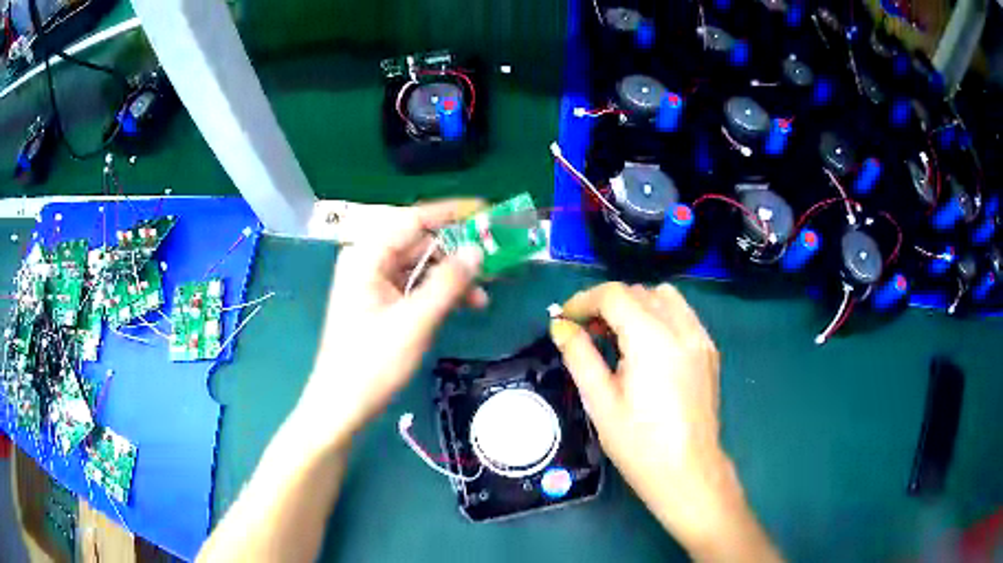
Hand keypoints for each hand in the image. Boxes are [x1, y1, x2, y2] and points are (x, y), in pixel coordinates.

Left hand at [298, 200, 485, 450]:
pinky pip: (412, 286)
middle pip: (418, 243)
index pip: (414, 220)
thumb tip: (477, 250)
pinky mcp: (378, 302)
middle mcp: (367, 261)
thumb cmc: (372, 362)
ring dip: (450, 279)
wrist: (342, 405)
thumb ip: (448, 282)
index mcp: (367, 256)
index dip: (451, 214)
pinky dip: (436, 293)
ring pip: (419, 267)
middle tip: (492, 265)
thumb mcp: (416, 320)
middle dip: (456, 254)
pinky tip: (460, 306)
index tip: (486, 212)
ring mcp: (371, 282)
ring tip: (481, 299)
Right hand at [550, 282, 779, 561]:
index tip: (565, 318)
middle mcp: (681, 328)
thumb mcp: (600, 401)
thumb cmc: (639, 443)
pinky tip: (648, 345)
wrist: (688, 471)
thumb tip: (559, 325)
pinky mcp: (709, 350)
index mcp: (652, 339)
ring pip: (664, 297)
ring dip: (636, 304)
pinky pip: (682, 314)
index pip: (614, 295)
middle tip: (586, 332)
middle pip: (639, 292)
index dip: (584, 300)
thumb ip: (579, 355)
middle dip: (607, 303)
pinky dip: (659, 315)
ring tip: (618, 335)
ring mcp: (700, 338)